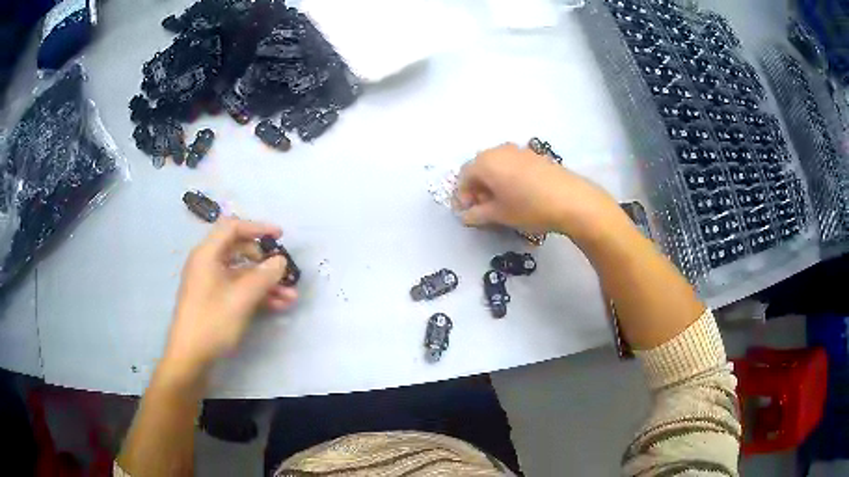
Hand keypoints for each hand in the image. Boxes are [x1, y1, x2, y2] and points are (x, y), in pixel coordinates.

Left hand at [163, 218, 297, 379]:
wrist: (191, 357)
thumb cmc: (212, 322)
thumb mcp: (241, 298)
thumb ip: (264, 276)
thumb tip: (280, 260)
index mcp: (207, 254)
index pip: (233, 228)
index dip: (257, 228)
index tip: (280, 236)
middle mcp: (208, 264)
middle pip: (239, 251)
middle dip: (265, 262)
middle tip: (283, 272)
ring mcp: (211, 283)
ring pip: (242, 274)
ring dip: (265, 282)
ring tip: (290, 296)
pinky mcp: (215, 301)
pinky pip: (238, 289)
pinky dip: (257, 294)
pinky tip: (278, 305)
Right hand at [456, 143, 621, 240]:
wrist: (571, 200)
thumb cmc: (529, 207)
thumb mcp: (499, 215)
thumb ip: (477, 215)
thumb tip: (465, 216)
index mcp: (485, 162)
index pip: (463, 176)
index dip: (462, 196)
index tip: (468, 213)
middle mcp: (499, 150)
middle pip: (479, 167)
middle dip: (476, 188)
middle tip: (483, 208)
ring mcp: (518, 150)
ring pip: (496, 165)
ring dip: (492, 182)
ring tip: (501, 202)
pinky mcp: (534, 155)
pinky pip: (512, 164)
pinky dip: (507, 177)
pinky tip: (518, 194)